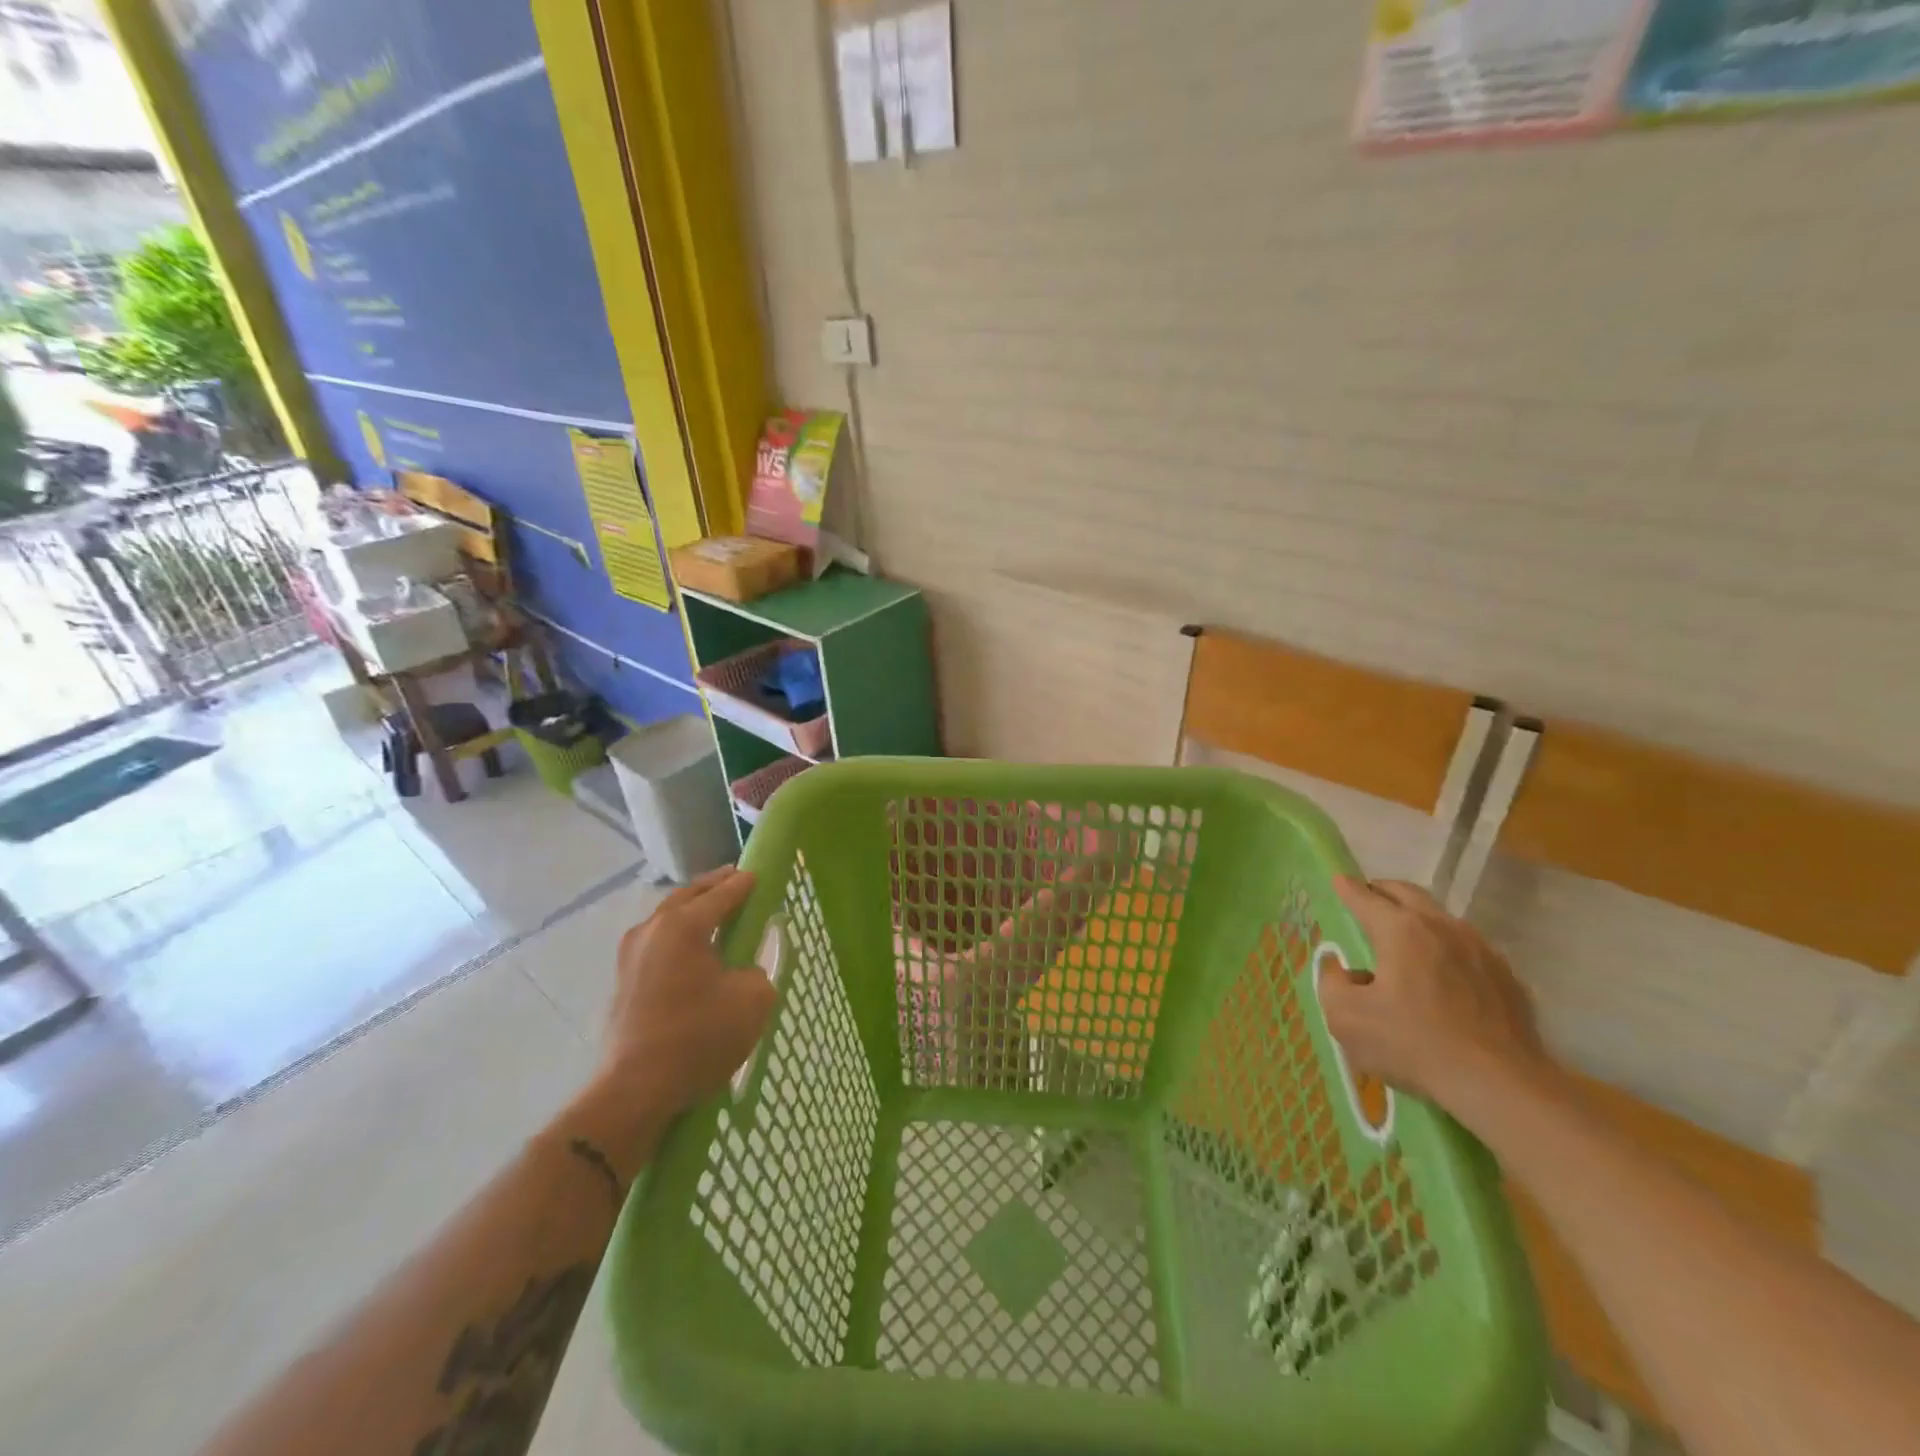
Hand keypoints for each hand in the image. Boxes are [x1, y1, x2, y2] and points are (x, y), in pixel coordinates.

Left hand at [598, 868, 775, 1117]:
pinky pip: (657, 941)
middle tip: (737, 881)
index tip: (760, 874)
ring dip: (692, 909)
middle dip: (714, 886)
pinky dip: (678, 934)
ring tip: (716, 913)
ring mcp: (631, 954)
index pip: (723, 893)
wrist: (636, 1089)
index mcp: (684, 925)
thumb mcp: (753, 1000)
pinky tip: (692, 949)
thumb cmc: (699, 1037)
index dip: (745, 883)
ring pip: (667, 916)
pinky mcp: (623, 980)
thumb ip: (756, 972)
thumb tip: (741, 972)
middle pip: (688, 895)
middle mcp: (653, 929)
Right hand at [1319, 877, 1552, 1110]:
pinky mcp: (1507, 977)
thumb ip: (1331, 983)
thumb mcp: (1346, 1019)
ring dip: (1417, 919)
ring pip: (1441, 918)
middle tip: (1367, 899)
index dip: (1345, 888)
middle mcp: (1442, 927)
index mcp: (1400, 930)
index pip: (1364, 896)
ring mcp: (1480, 949)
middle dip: (1382, 890)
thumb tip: (1341, 968)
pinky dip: (1446, 950)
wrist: (1502, 1086)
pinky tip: (1442, 977)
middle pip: (1407, 893)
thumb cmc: (1414, 1045)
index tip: (1337, 880)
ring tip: (1403, 940)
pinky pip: (1467, 949)